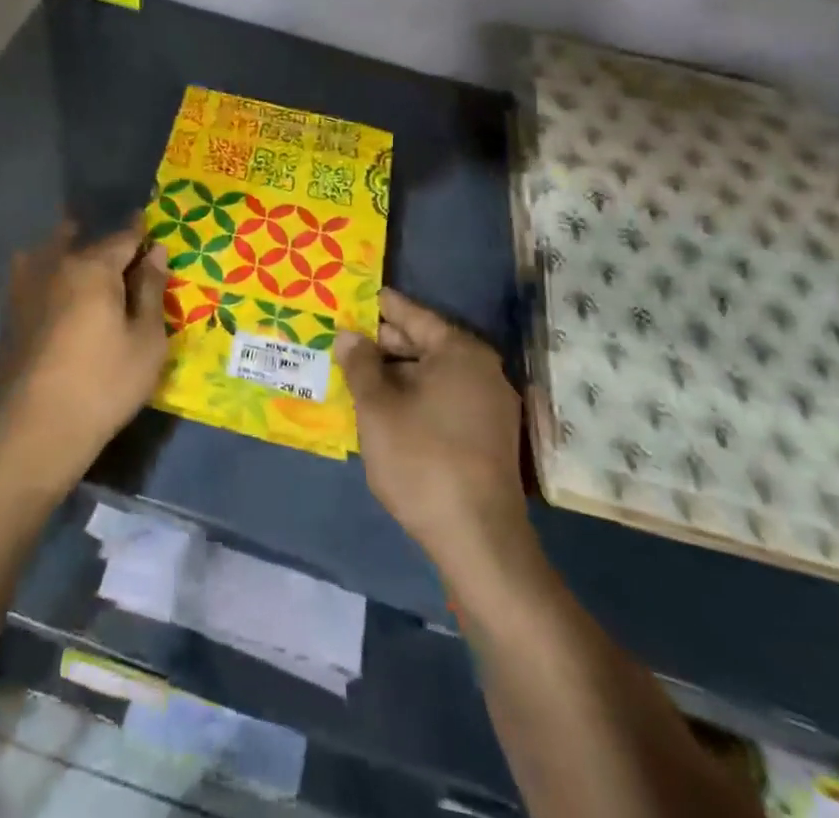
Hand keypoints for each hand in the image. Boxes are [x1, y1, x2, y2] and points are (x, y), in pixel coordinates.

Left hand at [0, 219, 170, 488]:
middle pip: (85, 239)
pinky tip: (54, 290)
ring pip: (51, 251)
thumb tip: (156, 252)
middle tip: (123, 257)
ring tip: (86, 266)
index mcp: (93, 267)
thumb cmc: (104, 384)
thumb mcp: (147, 341)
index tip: (153, 232)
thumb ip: (152, 290)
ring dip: (69, 248)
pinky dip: (46, 271)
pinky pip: (31, 274)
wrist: (35, 432)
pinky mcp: (8, 311)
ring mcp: (25, 286)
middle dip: (105, 242)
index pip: (124, 237)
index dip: (142, 234)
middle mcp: (56, 264)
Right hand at [337, 289, 527, 559]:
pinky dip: (417, 397)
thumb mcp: (378, 408)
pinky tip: (387, 409)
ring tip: (359, 375)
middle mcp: (483, 370)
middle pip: (426, 344)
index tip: (354, 298)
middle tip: (347, 339)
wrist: (479, 540)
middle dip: (385, 344)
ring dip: (398, 374)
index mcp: (460, 352)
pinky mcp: (490, 437)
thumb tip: (349, 335)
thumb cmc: (422, 460)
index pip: (413, 316)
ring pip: (434, 375)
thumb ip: (360, 365)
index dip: (381, 307)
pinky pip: (446, 400)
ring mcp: (492, 405)